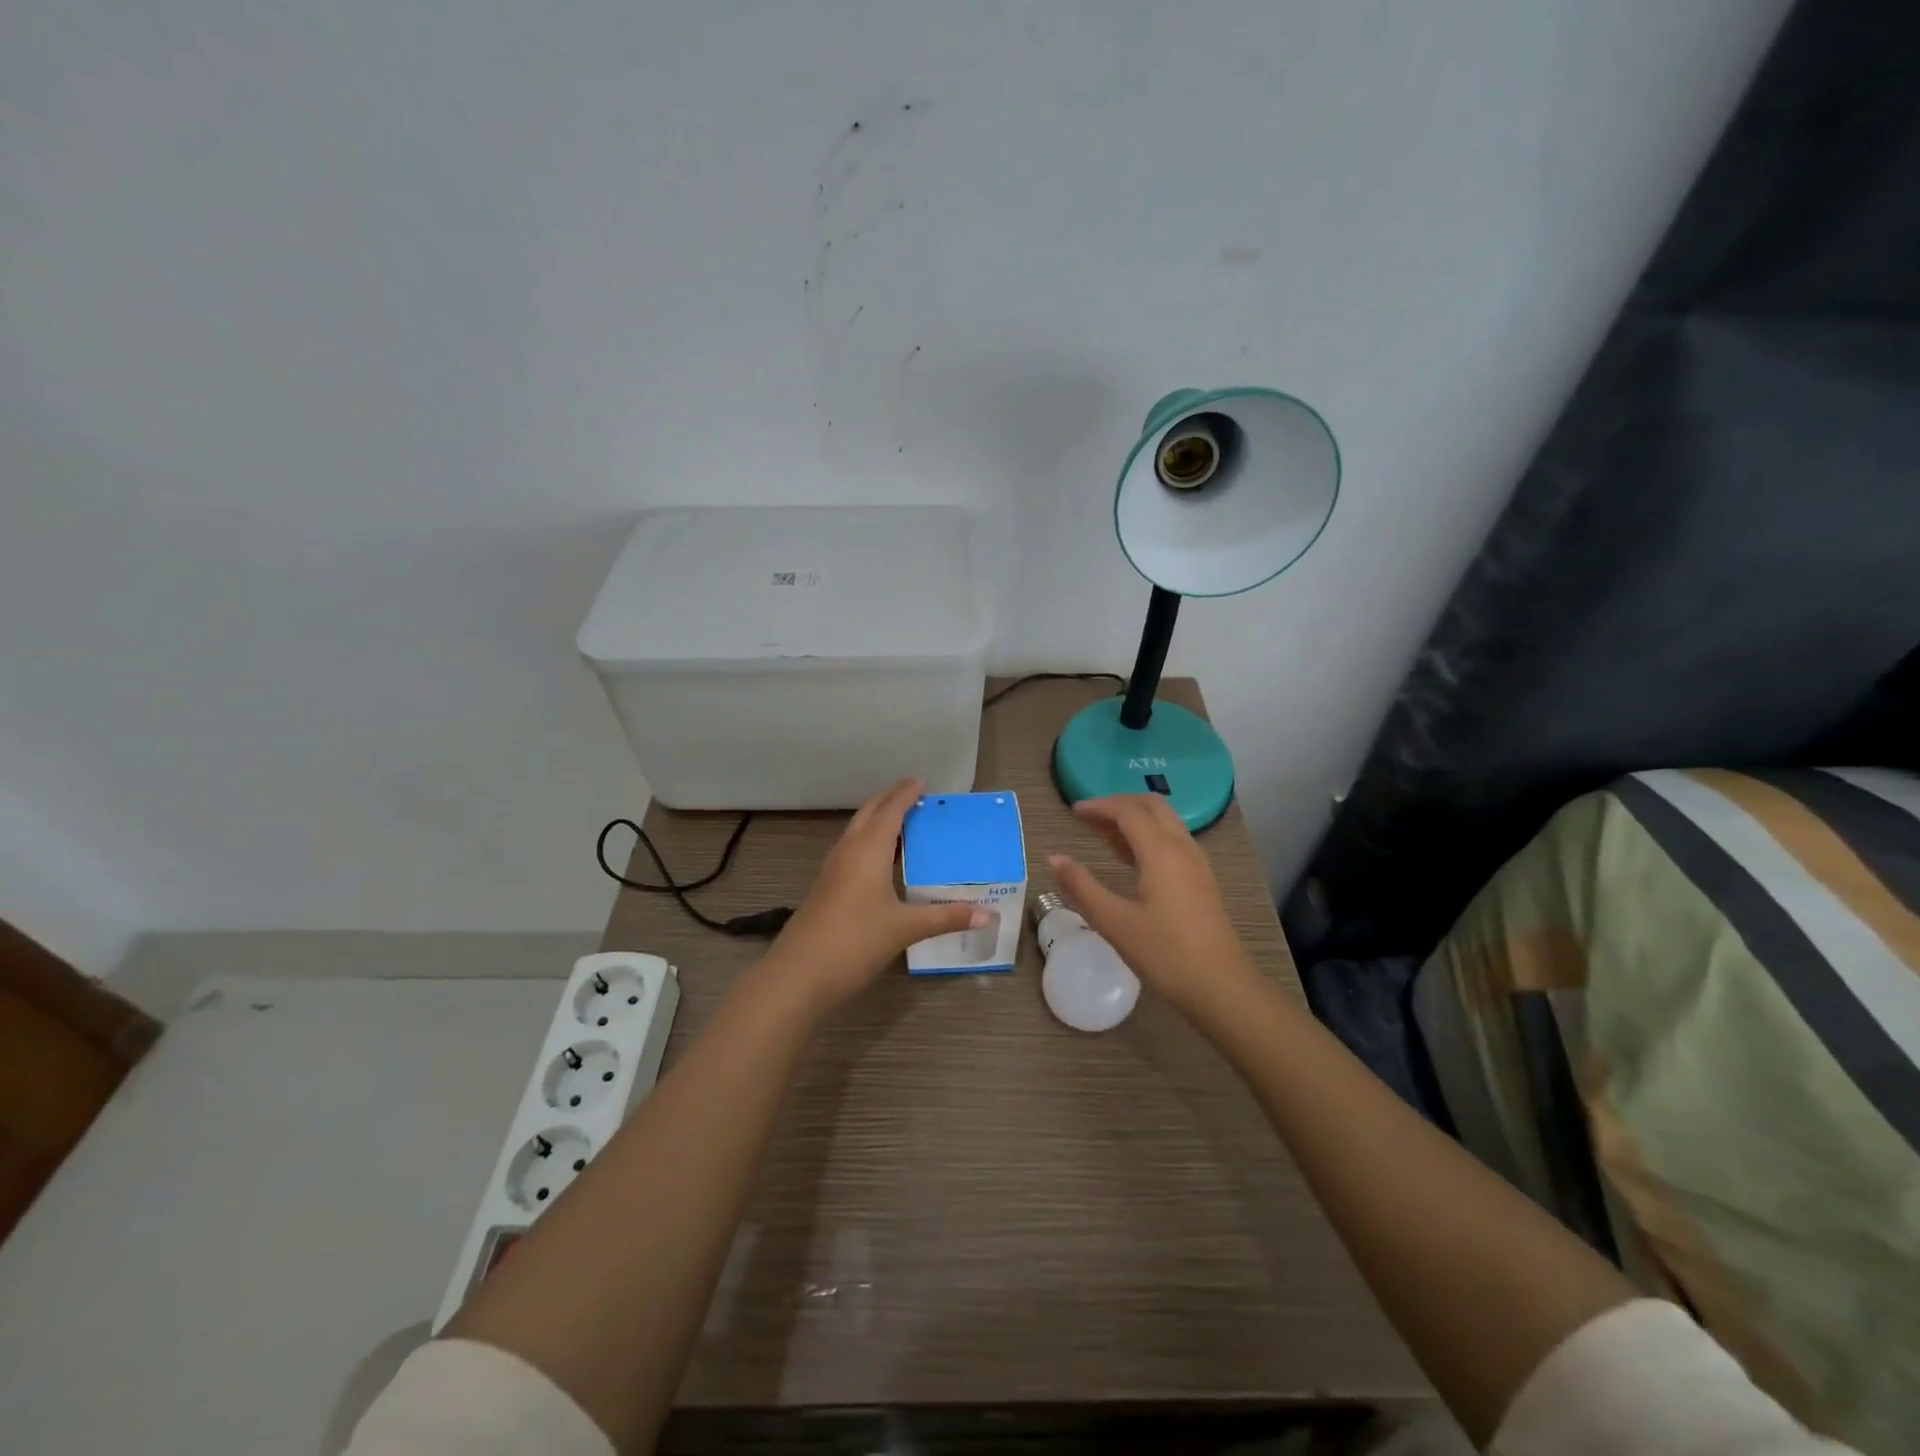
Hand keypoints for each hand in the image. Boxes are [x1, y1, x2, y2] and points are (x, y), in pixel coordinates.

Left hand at [767, 778, 991, 1008]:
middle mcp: (848, 851)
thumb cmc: (856, 941)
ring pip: (857, 831)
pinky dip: (870, 842)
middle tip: (915, 794)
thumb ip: (947, 917)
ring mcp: (833, 869)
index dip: (906, 793)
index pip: (890, 810)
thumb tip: (988, 915)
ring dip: (878, 820)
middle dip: (890, 799)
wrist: (800, 973)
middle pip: (869, 813)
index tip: (922, 781)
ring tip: (904, 822)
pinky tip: (883, 861)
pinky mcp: (827, 886)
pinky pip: (852, 850)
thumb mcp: (906, 928)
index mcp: (868, 850)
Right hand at [1048, 795, 1257, 1016]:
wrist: (1221, 988)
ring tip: (1102, 833)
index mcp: (1161, 852)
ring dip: (1134, 819)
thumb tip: (1053, 858)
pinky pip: (1172, 841)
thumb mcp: (1114, 922)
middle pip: (1152, 806)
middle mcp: (1182, 848)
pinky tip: (1130, 858)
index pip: (1128, 811)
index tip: (1073, 811)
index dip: (1099, 806)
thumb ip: (1082, 887)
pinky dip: (1147, 836)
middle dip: (1118, 804)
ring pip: (1165, 822)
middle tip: (1088, 816)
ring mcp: (1196, 864)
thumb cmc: (1165, 954)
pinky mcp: (1201, 880)